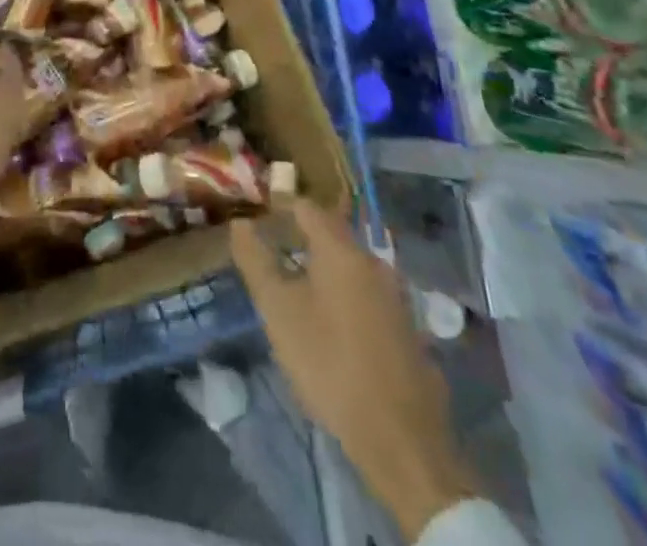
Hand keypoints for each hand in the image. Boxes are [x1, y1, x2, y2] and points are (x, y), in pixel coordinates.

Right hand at [231, 201, 473, 539]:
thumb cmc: (330, 364)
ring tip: (296, 292)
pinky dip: (344, 295)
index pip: (305, 207)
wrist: (401, 438)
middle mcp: (373, 261)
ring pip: (349, 265)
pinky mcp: (406, 326)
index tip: (257, 221)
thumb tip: (240, 224)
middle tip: (271, 258)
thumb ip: (256, 262)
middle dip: (299, 240)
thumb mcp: (279, 312)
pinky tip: (330, 325)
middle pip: (330, 234)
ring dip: (322, 270)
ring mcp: (395, 294)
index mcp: (341, 249)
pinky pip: (366, 293)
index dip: (278, 208)